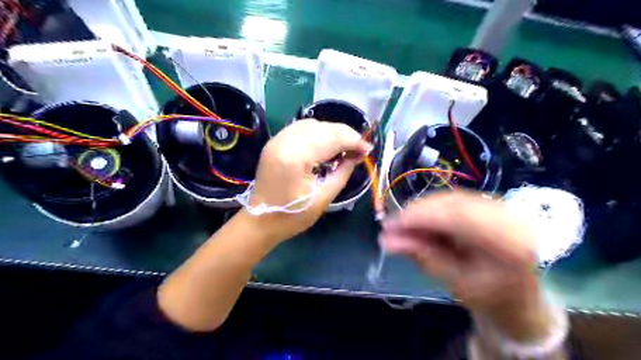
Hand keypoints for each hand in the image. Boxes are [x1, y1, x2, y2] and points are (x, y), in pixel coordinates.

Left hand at [248, 118, 373, 242]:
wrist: (260, 221)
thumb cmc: (292, 216)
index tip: (368, 150)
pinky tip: (326, 144)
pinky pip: (300, 128)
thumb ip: (343, 172)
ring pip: (312, 124)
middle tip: (359, 149)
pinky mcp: (275, 142)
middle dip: (345, 135)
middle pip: (323, 127)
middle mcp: (285, 141)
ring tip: (344, 147)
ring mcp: (277, 139)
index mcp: (296, 157)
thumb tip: (359, 154)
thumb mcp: (323, 198)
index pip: (332, 138)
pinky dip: (318, 132)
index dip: (353, 141)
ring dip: (332, 132)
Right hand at [380, 190, 550, 341]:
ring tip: (403, 224)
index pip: (458, 217)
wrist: (517, 297)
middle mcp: (511, 217)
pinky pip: (455, 199)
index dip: (420, 216)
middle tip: (391, 224)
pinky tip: (420, 220)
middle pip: (454, 202)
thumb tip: (386, 240)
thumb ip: (422, 256)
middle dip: (417, 211)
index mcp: (510, 242)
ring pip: (452, 198)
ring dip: (423, 209)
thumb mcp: (454, 282)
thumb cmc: (489, 298)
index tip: (390, 224)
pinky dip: (433, 209)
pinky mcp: (492, 204)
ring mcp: (503, 207)